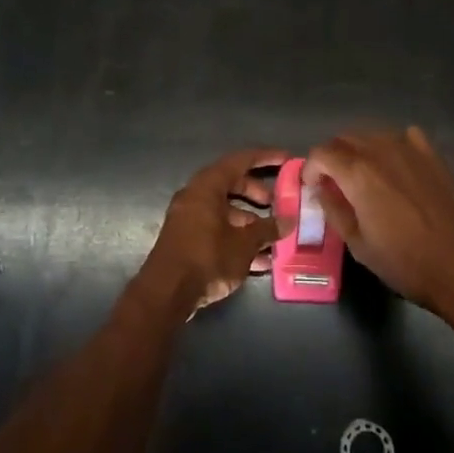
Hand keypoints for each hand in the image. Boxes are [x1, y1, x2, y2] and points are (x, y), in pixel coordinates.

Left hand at [141, 149, 288, 315]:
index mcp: (207, 187)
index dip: (265, 158)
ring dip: (250, 223)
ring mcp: (189, 219)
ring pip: (226, 211)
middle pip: (232, 185)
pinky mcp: (187, 241)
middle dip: (257, 193)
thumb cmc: (207, 258)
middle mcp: (195, 197)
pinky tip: (259, 262)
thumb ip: (267, 229)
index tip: (287, 160)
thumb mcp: (244, 244)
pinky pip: (217, 230)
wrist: (166, 294)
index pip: (240, 161)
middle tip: (277, 205)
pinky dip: (237, 239)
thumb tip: (287, 221)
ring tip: (274, 239)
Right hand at [306, 128, 453, 324]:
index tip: (312, 187)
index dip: (311, 168)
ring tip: (363, 176)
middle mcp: (381, 150)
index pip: (322, 153)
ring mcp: (411, 148)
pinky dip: (391, 146)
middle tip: (334, 183)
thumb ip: (333, 209)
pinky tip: (396, 167)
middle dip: (333, 157)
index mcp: (358, 173)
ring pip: (373, 134)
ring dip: (360, 150)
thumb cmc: (404, 262)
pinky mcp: (433, 155)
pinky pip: (403, 137)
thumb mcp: (357, 243)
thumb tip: (321, 189)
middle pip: (345, 138)